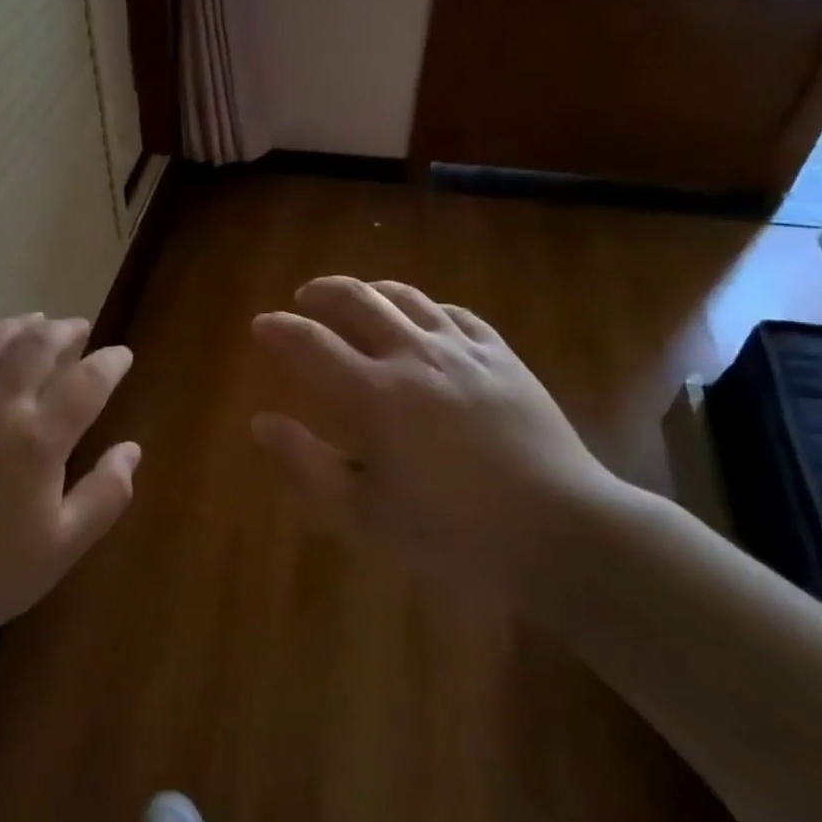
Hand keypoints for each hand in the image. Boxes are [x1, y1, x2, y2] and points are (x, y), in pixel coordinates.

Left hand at [0, 315, 138, 691]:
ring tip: (36, 324)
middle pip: (38, 344)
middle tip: (80, 330)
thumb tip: (131, 449)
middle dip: (66, 331)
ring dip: (19, 325)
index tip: (121, 355)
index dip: (110, 362)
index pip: (87, 381)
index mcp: (37, 438)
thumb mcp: (63, 546)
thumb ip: (106, 494)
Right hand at [250, 277, 621, 606]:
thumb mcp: (365, 512)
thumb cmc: (452, 532)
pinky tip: (424, 318)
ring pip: (407, 296)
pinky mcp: (502, 357)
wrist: (560, 531)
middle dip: (322, 291)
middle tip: (304, 296)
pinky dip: (427, 307)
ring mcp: (462, 350)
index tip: (261, 324)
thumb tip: (261, 422)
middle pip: (357, 299)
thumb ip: (307, 462)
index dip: (279, 329)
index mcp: (373, 394)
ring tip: (357, 296)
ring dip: (372, 289)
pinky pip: (456, 313)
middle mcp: (413, 356)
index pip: (310, 343)